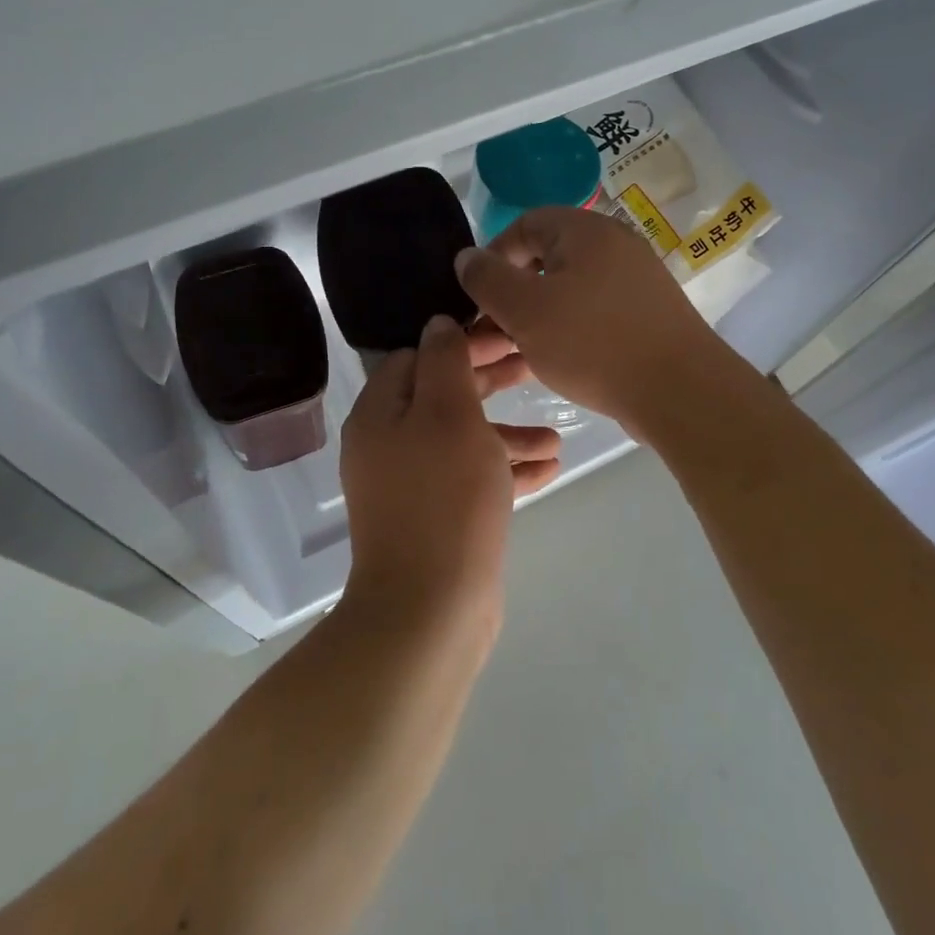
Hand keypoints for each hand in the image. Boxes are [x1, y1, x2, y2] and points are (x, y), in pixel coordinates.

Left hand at [339, 316, 561, 624]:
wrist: (430, 610)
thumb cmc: (444, 498)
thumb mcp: (449, 415)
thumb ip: (445, 362)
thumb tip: (437, 323)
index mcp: (380, 414)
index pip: (416, 358)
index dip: (461, 343)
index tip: (506, 336)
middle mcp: (388, 445)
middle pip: (441, 397)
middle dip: (490, 383)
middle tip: (534, 370)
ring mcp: (410, 486)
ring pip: (462, 441)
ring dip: (507, 433)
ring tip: (555, 436)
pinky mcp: (435, 519)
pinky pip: (471, 480)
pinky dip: (505, 470)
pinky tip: (548, 469)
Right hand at [453, 206, 735, 442]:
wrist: (681, 392)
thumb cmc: (593, 343)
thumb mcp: (525, 310)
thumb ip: (487, 279)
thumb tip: (466, 257)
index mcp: (586, 231)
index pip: (524, 225)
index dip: (492, 257)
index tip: (477, 297)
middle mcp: (614, 246)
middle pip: (546, 259)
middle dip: (511, 294)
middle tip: (490, 332)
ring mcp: (634, 281)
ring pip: (567, 291)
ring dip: (534, 318)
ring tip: (513, 354)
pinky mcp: (645, 315)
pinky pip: (592, 313)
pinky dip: (566, 331)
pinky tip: (552, 363)